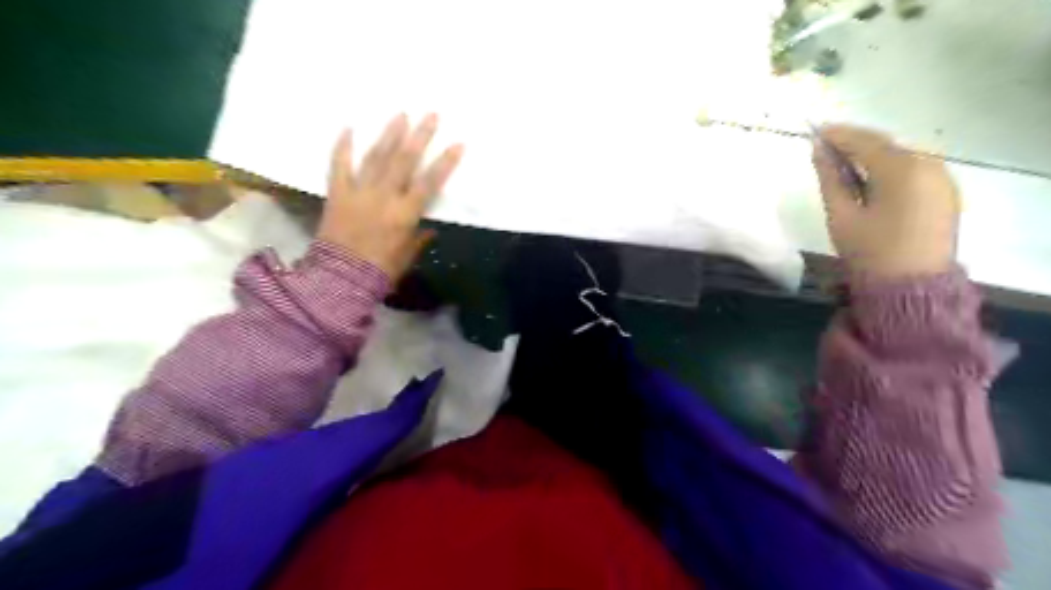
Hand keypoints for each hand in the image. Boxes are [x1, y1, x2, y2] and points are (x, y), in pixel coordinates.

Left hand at [319, 114, 460, 280]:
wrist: (340, 278)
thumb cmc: (380, 271)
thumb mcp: (407, 256)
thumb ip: (419, 239)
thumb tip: (428, 229)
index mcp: (405, 214)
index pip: (429, 182)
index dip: (445, 162)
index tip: (457, 143)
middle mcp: (384, 197)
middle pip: (404, 161)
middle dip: (420, 136)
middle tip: (431, 115)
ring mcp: (359, 192)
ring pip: (376, 157)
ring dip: (390, 134)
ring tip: (401, 114)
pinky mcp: (337, 193)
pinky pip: (339, 165)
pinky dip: (343, 146)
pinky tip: (350, 127)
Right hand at [811, 122, 959, 278]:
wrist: (911, 286)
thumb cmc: (869, 251)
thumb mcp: (841, 215)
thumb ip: (830, 178)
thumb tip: (818, 150)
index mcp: (902, 169)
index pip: (865, 141)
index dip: (839, 134)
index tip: (816, 130)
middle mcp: (929, 165)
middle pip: (886, 146)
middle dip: (855, 143)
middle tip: (827, 144)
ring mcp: (942, 178)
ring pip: (900, 156)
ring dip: (872, 155)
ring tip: (844, 161)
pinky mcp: (945, 192)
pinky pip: (913, 169)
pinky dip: (889, 168)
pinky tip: (870, 177)